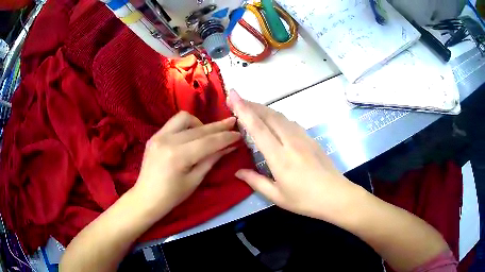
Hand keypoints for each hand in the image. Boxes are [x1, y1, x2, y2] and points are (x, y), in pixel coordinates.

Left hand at [132, 111, 240, 219]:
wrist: (146, 198)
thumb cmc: (172, 196)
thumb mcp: (195, 180)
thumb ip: (211, 160)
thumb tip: (229, 147)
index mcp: (178, 156)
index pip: (208, 142)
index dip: (225, 137)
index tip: (238, 134)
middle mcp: (167, 140)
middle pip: (198, 128)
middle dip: (217, 127)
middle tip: (232, 124)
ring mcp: (158, 136)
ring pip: (184, 118)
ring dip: (200, 123)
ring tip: (208, 134)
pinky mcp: (154, 136)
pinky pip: (174, 123)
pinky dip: (187, 126)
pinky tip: (192, 135)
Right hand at [228, 90, 361, 223]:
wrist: (336, 195)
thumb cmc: (305, 200)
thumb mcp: (277, 196)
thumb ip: (256, 181)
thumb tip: (238, 172)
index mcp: (279, 158)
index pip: (258, 128)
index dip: (243, 110)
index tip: (233, 95)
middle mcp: (291, 142)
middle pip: (269, 116)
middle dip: (251, 105)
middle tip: (237, 99)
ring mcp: (303, 138)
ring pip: (280, 116)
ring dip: (264, 109)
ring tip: (251, 107)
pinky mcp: (311, 138)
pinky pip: (290, 122)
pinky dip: (277, 116)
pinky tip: (273, 120)